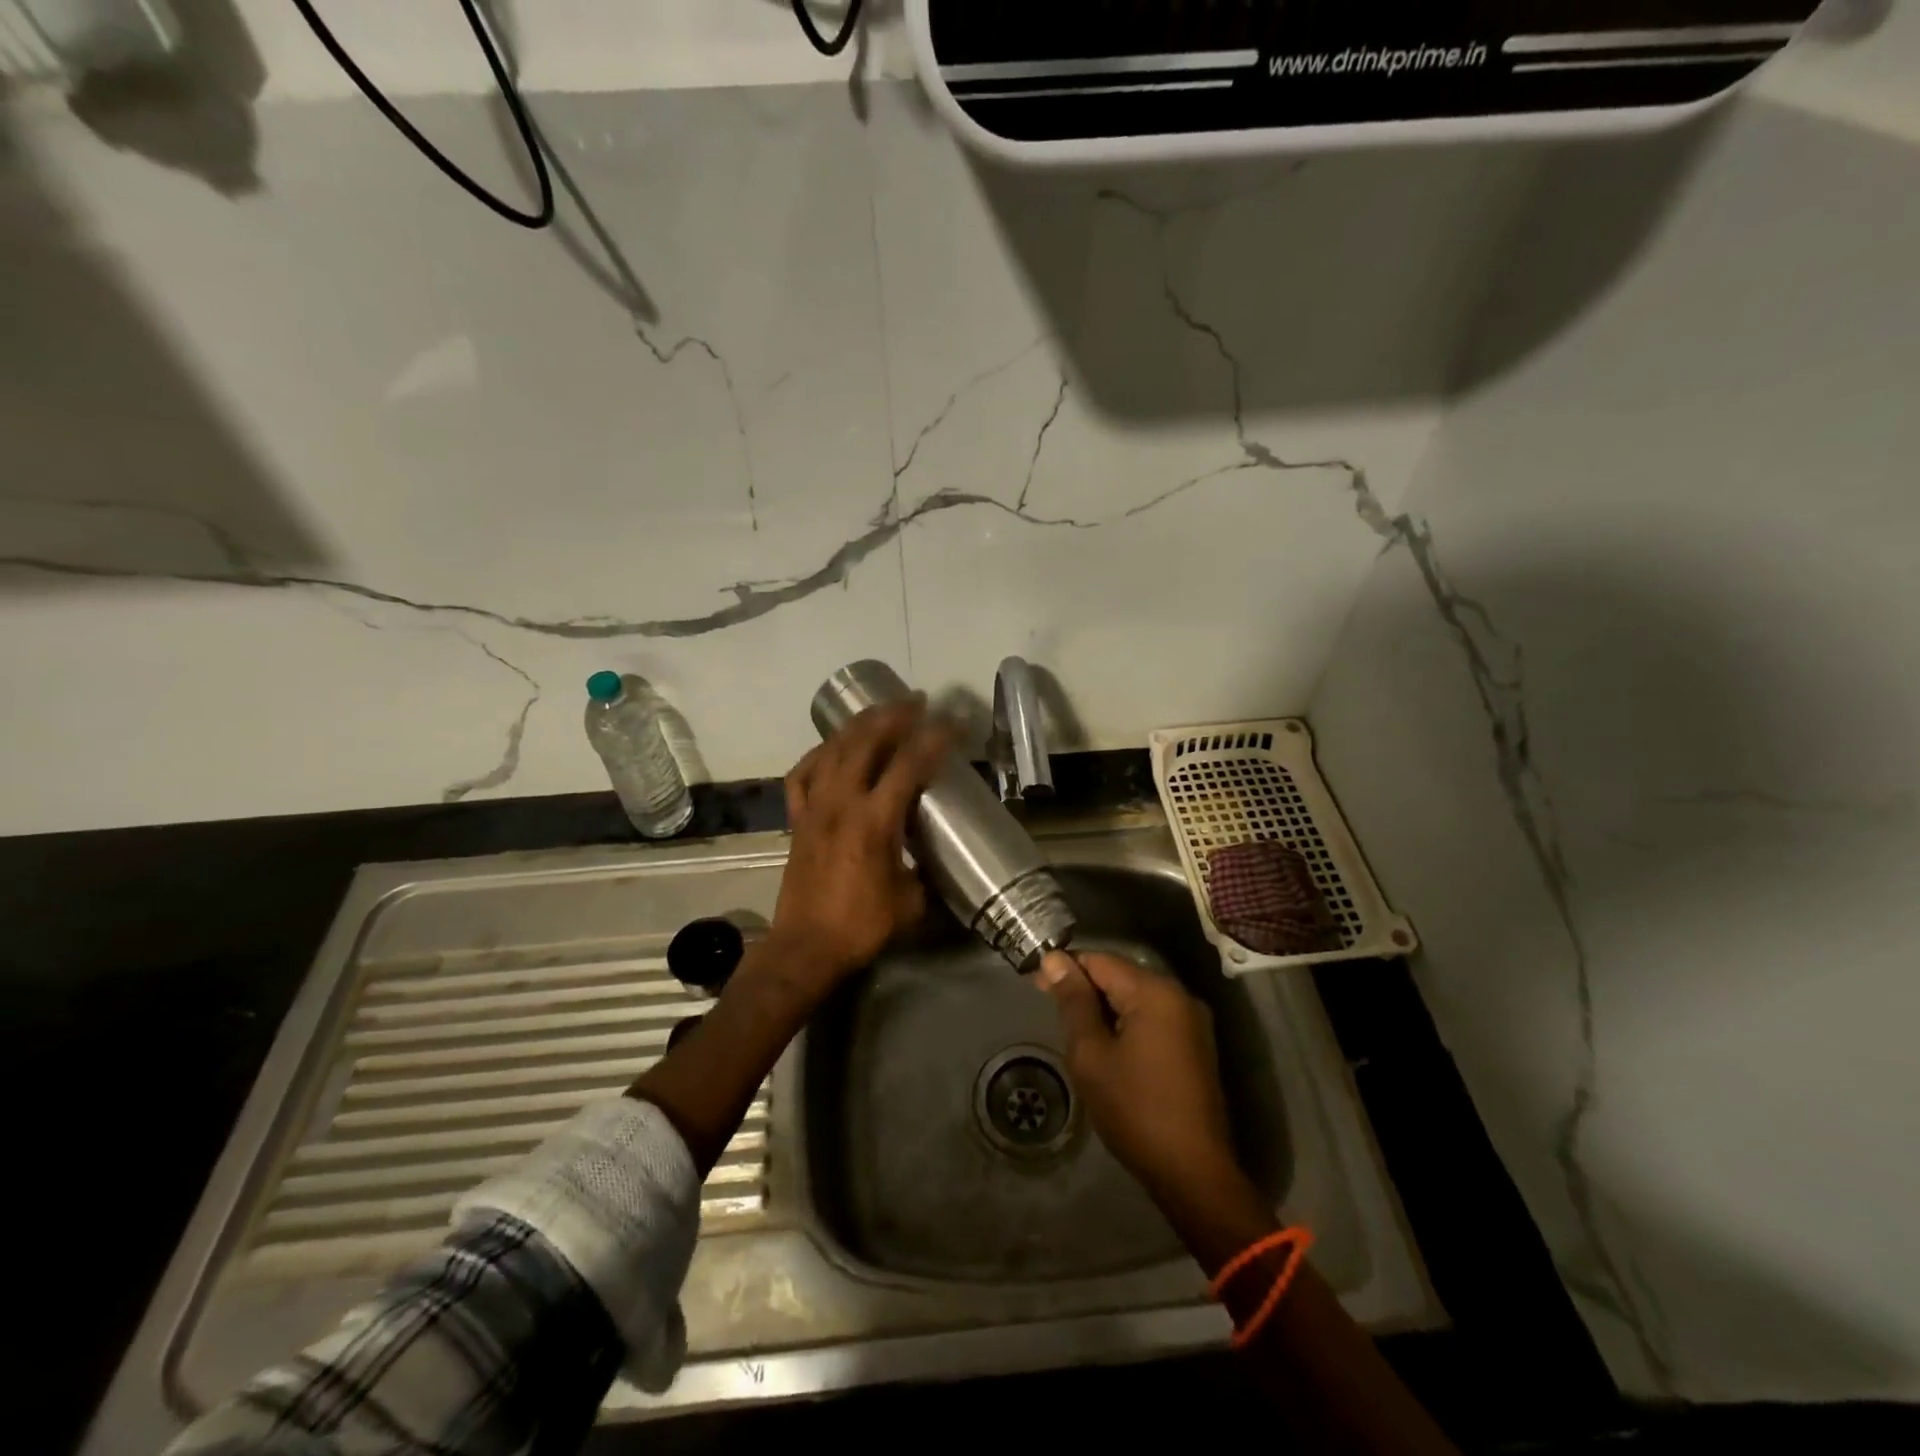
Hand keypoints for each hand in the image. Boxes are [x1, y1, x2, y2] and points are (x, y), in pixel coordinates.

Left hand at [770, 700, 950, 998]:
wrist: (806, 947)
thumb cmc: (863, 925)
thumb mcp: (911, 900)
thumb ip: (923, 869)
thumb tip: (932, 855)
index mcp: (875, 821)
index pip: (909, 764)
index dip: (934, 738)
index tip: (953, 722)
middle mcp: (842, 802)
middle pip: (867, 742)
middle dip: (894, 715)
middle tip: (917, 702)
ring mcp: (814, 807)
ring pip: (834, 750)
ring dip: (859, 725)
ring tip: (880, 711)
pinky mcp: (797, 819)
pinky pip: (803, 774)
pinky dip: (819, 755)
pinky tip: (832, 749)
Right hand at [1041, 950, 1270, 1247]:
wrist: (1193, 1172)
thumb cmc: (1134, 1109)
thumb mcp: (1091, 1054)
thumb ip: (1074, 1002)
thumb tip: (1055, 959)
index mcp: (1155, 991)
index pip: (1099, 960)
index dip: (1065, 968)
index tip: (1036, 985)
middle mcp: (1179, 995)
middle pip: (1120, 975)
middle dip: (1084, 988)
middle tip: (1051, 1010)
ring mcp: (1192, 1021)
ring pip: (1136, 997)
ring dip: (1104, 1007)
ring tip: (1075, 1031)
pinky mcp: (1195, 1045)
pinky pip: (1152, 1017)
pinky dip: (1126, 1022)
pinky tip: (1107, 1046)